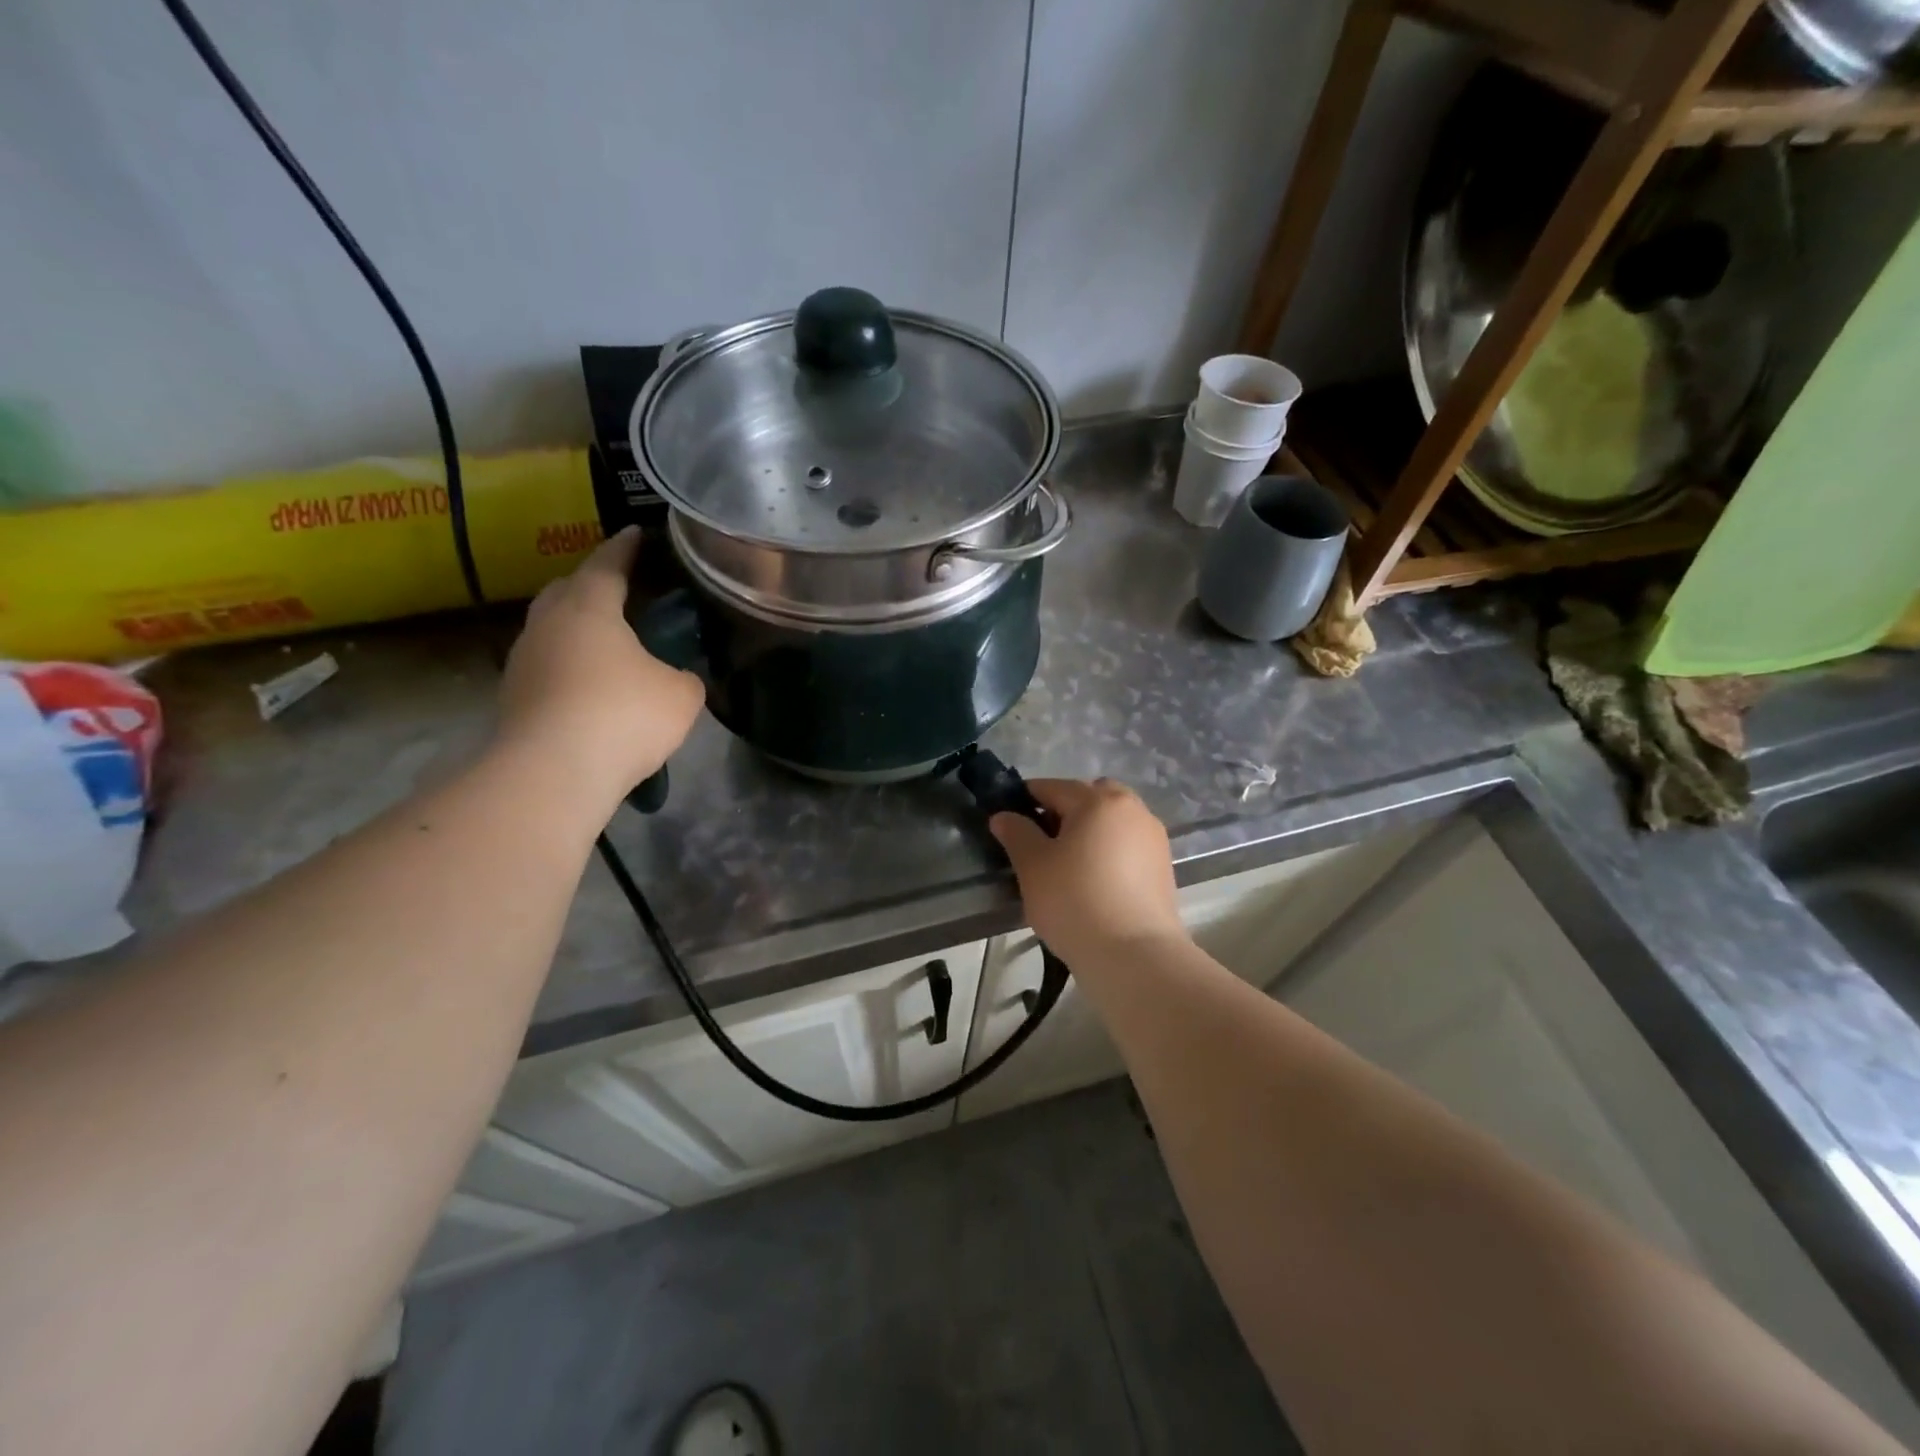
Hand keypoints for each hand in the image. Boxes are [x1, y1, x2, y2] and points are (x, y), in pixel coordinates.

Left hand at [497, 527, 704, 799]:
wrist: (553, 773)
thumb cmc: (623, 715)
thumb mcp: (681, 695)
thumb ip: (684, 676)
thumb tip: (677, 677)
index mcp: (589, 607)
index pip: (608, 563)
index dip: (626, 547)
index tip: (637, 533)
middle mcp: (548, 624)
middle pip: (567, 589)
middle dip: (593, 584)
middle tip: (623, 590)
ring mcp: (524, 661)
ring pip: (553, 629)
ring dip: (578, 629)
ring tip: (611, 643)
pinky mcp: (514, 697)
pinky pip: (548, 666)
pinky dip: (570, 665)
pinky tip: (592, 685)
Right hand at [990, 779, 1185, 966]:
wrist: (1134, 956)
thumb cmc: (1074, 901)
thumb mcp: (1032, 866)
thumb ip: (1016, 833)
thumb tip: (1004, 816)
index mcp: (1098, 800)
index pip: (1053, 787)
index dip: (1026, 800)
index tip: (1010, 821)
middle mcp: (1132, 809)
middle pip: (1090, 797)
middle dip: (1065, 810)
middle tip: (1043, 842)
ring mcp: (1153, 838)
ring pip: (1112, 821)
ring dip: (1090, 831)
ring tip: (1069, 865)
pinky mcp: (1163, 867)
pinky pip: (1128, 845)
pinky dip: (1109, 852)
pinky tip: (1094, 881)